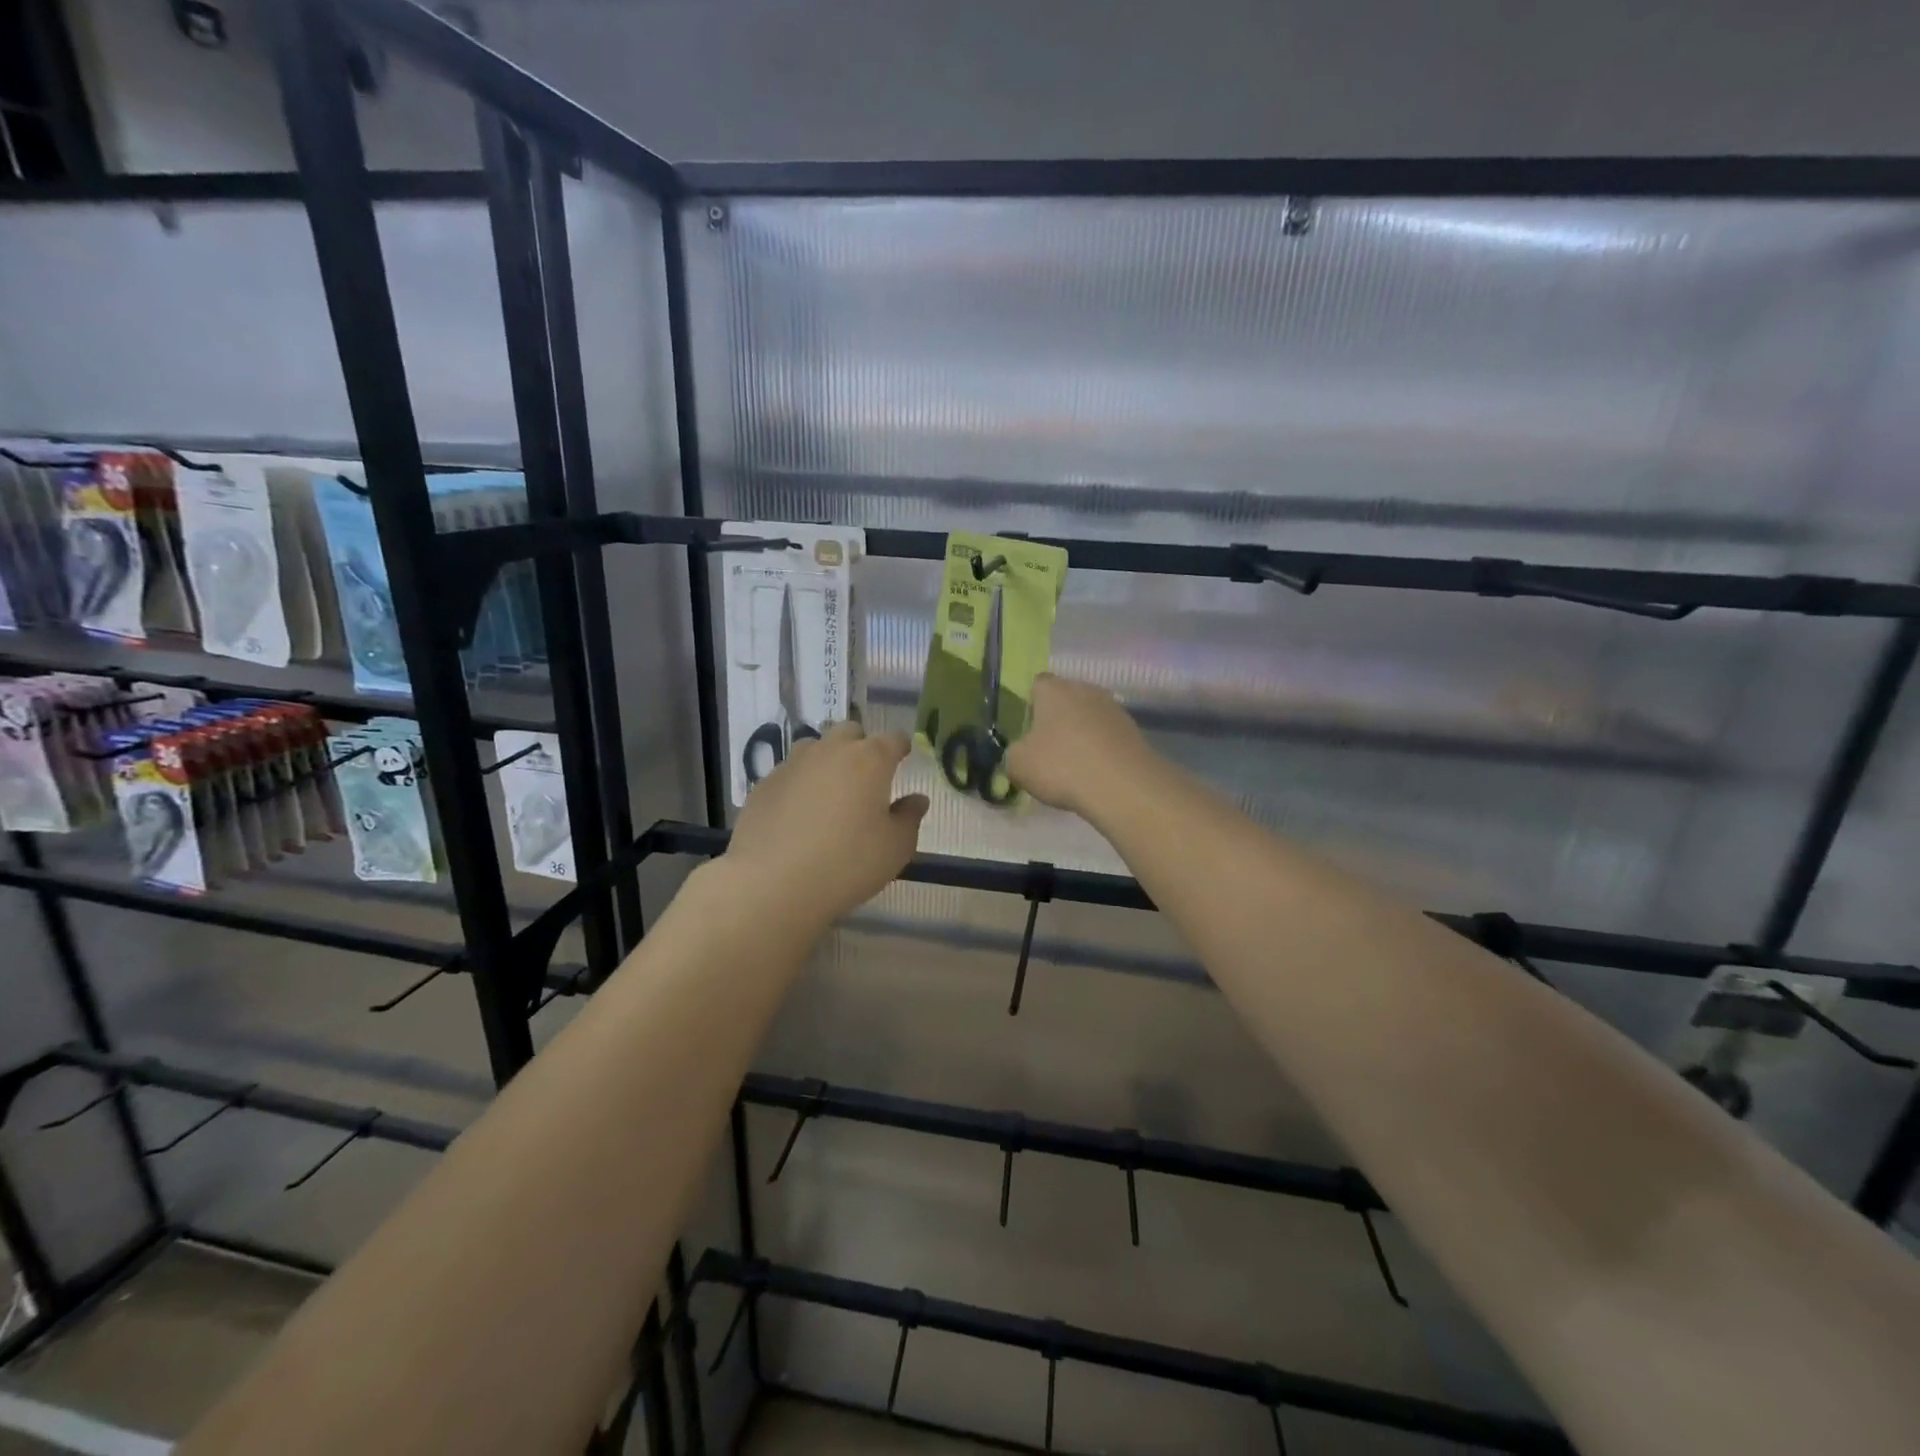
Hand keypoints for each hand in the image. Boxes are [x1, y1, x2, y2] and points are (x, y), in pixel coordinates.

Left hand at [726, 721, 928, 923]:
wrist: (772, 884)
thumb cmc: (847, 864)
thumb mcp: (895, 849)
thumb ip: (909, 818)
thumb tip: (917, 799)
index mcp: (870, 760)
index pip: (893, 739)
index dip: (901, 747)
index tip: (904, 756)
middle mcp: (830, 751)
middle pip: (850, 732)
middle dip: (861, 746)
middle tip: (866, 776)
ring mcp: (792, 764)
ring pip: (815, 748)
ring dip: (827, 760)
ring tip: (830, 792)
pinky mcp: (764, 784)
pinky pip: (789, 773)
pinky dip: (799, 784)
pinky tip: (798, 814)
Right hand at [1006, 674, 1155, 817]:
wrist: (1123, 787)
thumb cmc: (1062, 766)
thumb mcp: (1018, 765)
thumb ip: (1014, 752)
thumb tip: (1022, 752)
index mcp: (1053, 690)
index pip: (1038, 684)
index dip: (1031, 704)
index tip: (1028, 729)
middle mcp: (1085, 689)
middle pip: (1067, 698)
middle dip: (1058, 718)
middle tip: (1049, 749)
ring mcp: (1114, 708)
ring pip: (1090, 716)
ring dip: (1082, 734)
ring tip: (1075, 765)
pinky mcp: (1134, 730)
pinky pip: (1109, 735)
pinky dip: (1102, 749)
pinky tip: (1096, 773)